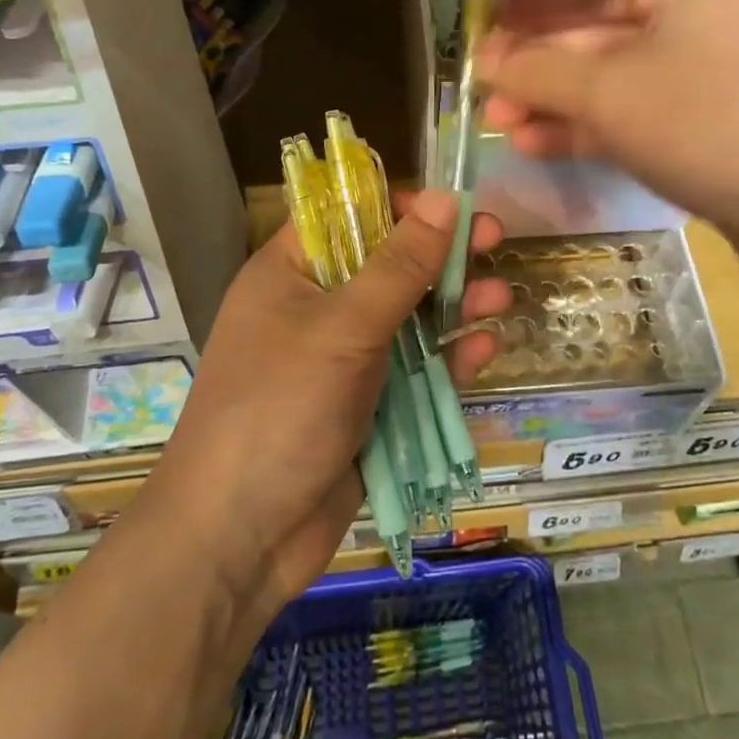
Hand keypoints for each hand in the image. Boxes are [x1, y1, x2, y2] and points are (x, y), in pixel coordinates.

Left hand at [141, 190, 508, 615]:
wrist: (238, 539)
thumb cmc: (280, 409)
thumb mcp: (342, 328)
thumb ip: (398, 266)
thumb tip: (441, 198)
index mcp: (290, 273)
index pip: (347, 215)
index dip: (399, 204)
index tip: (451, 203)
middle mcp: (316, 308)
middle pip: (388, 265)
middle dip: (442, 254)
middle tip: (495, 239)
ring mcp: (342, 360)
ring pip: (408, 318)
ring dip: (455, 305)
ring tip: (500, 297)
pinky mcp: (366, 407)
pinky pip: (413, 371)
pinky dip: (447, 359)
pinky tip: (483, 350)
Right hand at [477, 0, 738, 275]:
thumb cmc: (714, 122)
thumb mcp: (612, 91)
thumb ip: (541, 72)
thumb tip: (486, 62)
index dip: (531, 12)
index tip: (482, 35)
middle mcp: (709, 23)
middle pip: (604, 38)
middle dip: (540, 67)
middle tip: (485, 94)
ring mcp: (722, 82)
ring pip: (622, 85)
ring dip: (561, 104)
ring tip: (502, 125)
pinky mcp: (725, 134)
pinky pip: (646, 120)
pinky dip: (597, 132)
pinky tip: (545, 146)